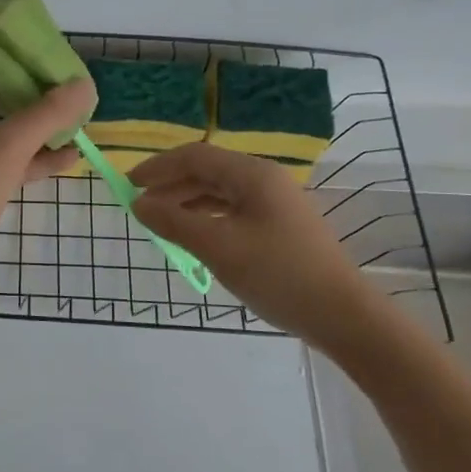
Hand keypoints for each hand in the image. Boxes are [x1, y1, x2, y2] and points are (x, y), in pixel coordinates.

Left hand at [0, 69, 96, 304]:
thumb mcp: (10, 146)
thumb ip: (48, 114)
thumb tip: (85, 85)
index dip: (8, 58)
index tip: (42, 58)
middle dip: (27, 95)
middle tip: (63, 88)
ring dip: (32, 129)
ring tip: (73, 122)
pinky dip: (27, 159)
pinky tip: (67, 159)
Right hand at [131, 143, 383, 345]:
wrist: (342, 315)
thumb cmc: (278, 274)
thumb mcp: (218, 247)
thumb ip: (174, 221)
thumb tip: (138, 203)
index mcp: (252, 175)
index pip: (195, 156)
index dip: (158, 167)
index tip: (128, 184)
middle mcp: (265, 180)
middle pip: (208, 171)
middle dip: (170, 185)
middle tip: (140, 206)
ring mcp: (276, 203)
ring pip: (220, 191)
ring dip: (187, 201)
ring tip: (160, 222)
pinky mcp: (280, 226)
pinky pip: (234, 210)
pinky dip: (207, 217)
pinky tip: (194, 236)